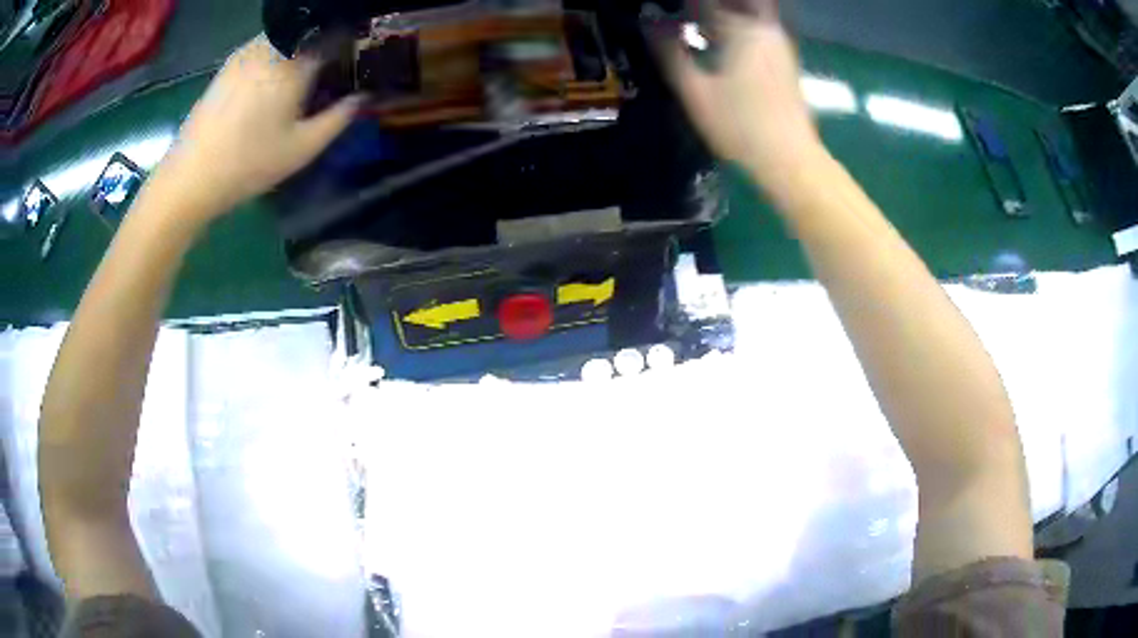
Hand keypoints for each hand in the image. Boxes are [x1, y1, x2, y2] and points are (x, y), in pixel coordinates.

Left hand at [157, 35, 360, 214]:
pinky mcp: (227, 66)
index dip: (348, 44)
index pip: (333, 35)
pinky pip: (261, 48)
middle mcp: (270, 47)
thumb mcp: (302, 149)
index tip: (353, 61)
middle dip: (321, 46)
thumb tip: (362, 97)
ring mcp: (245, 54)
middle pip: (306, 32)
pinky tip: (269, 86)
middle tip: (325, 73)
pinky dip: (275, 57)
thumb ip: (338, 118)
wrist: (190, 178)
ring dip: (297, 50)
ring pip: (283, 38)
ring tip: (298, 80)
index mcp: (293, 62)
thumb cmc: (248, 164)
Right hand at [661, 0, 826, 200]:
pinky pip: (755, 26)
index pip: (704, 1)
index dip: (679, 4)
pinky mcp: (783, 59)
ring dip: (720, 13)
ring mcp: (778, 43)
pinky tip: (716, 40)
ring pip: (747, 11)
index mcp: (741, 28)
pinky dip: (734, 25)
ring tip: (693, 27)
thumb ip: (668, 51)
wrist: (791, 160)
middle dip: (705, 7)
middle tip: (682, 17)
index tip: (661, 10)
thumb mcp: (694, 91)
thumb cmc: (740, 127)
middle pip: (733, 3)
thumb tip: (646, 20)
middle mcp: (763, 27)